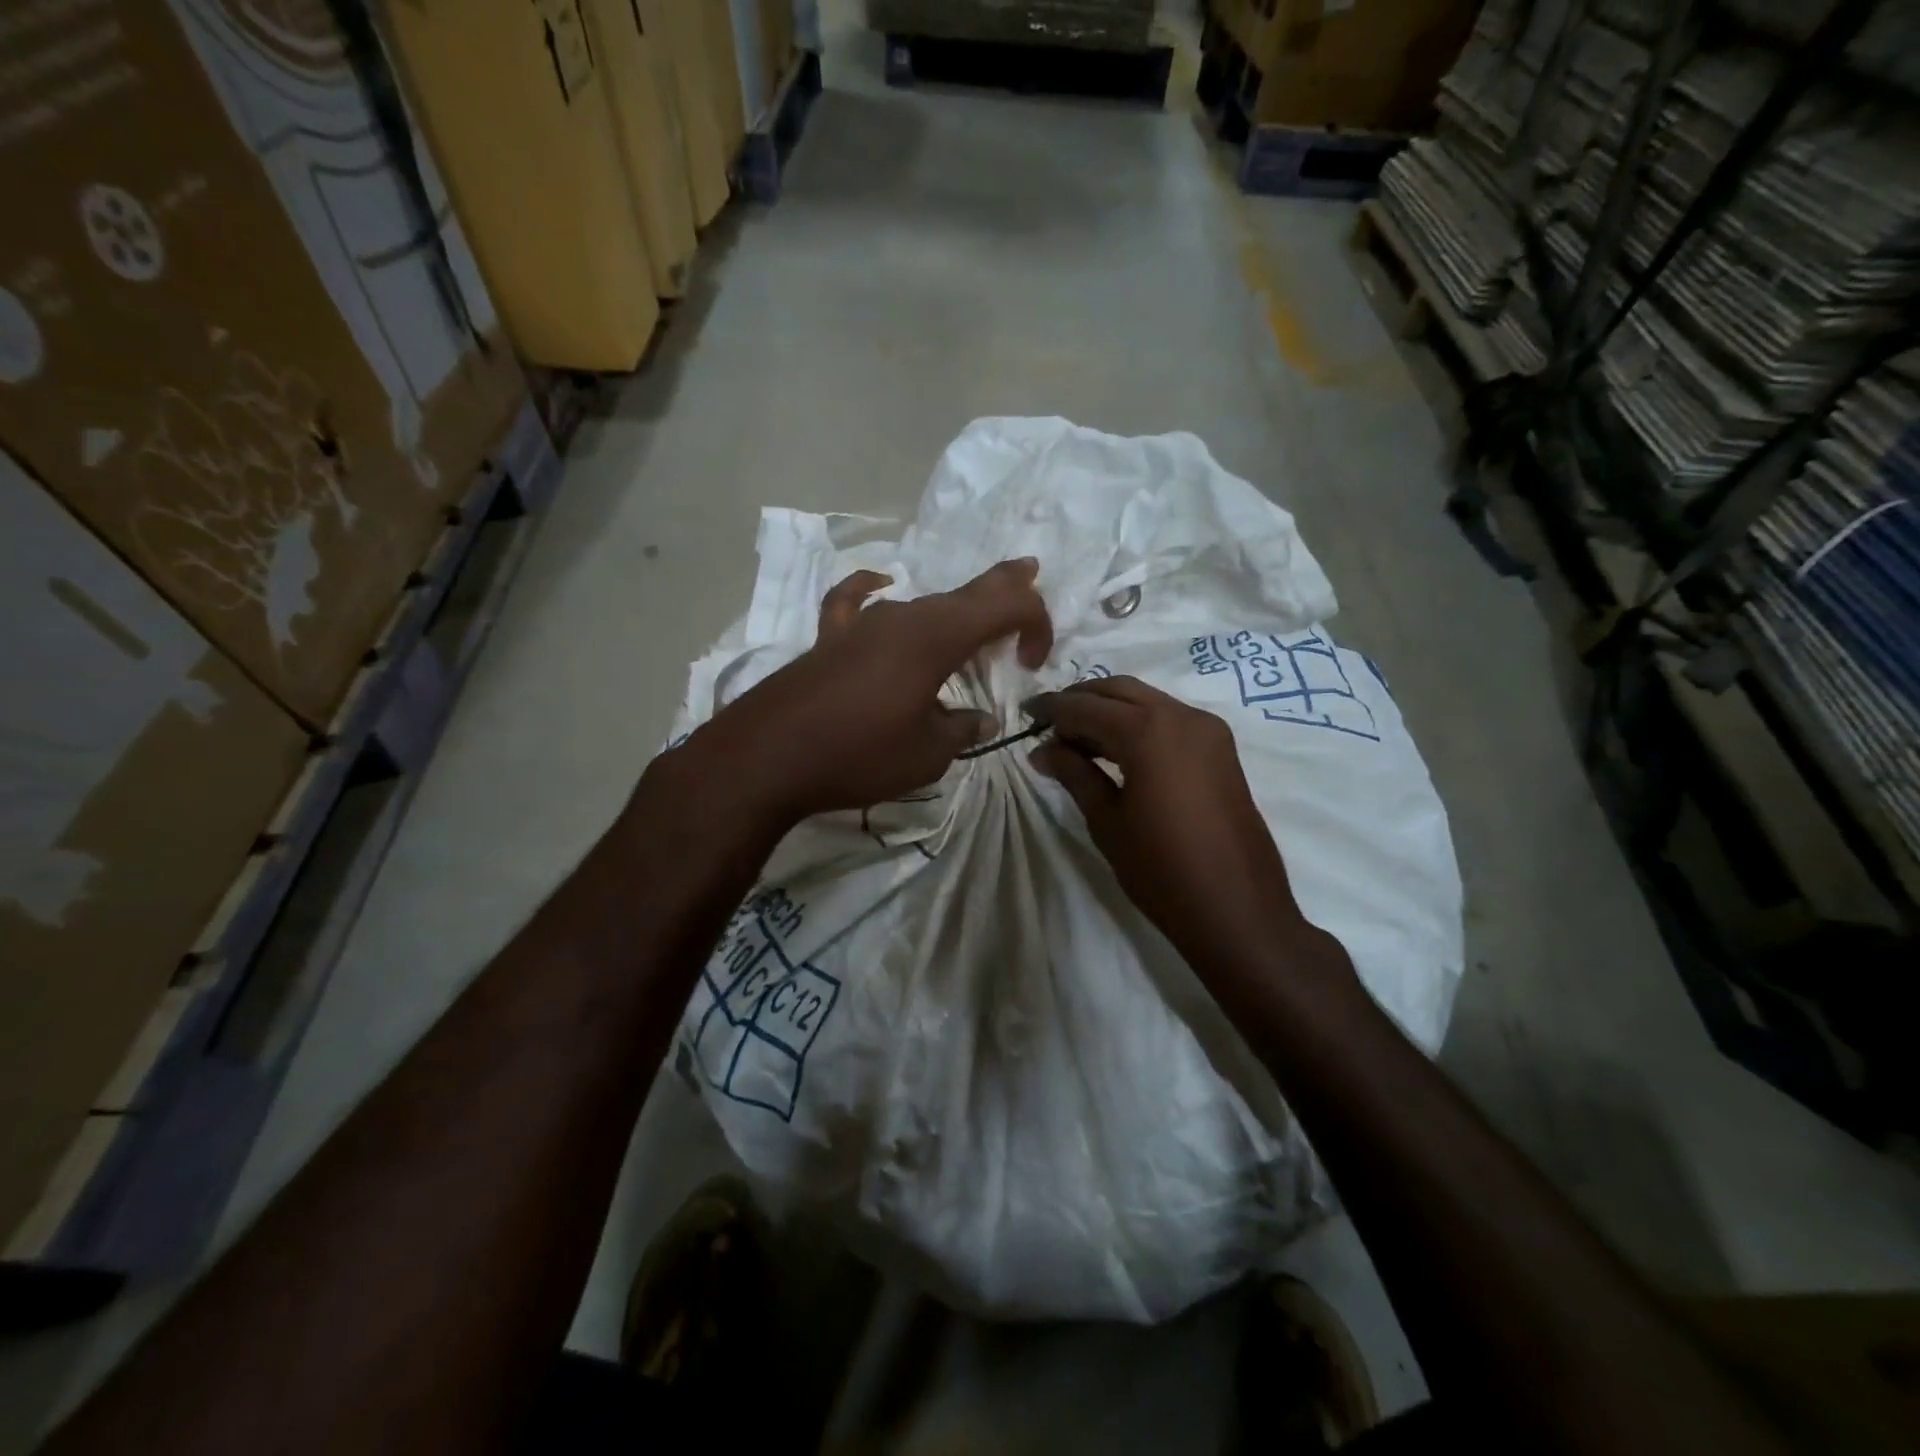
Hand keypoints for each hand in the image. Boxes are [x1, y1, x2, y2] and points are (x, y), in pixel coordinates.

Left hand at [688, 558, 1052, 824]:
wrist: (768, 757)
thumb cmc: (859, 755)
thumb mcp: (928, 754)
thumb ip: (962, 729)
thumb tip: (981, 720)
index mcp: (937, 637)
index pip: (1005, 606)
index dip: (1034, 622)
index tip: (1032, 663)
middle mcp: (903, 616)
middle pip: (965, 592)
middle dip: (1003, 588)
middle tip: (1029, 573)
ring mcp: (862, 623)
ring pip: (921, 601)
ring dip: (953, 604)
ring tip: (971, 604)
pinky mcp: (830, 638)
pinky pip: (856, 600)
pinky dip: (872, 589)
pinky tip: (880, 582)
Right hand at [1028, 677, 1319, 967]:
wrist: (1236, 908)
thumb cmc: (1161, 869)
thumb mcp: (1107, 820)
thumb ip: (1075, 774)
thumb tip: (1043, 750)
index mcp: (1148, 731)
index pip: (1086, 706)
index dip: (1051, 708)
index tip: (1025, 714)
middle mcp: (1181, 716)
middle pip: (1119, 691)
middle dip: (1080, 700)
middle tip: (1049, 724)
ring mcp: (1207, 730)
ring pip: (1146, 701)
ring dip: (1109, 710)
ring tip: (1075, 740)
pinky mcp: (1220, 749)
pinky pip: (1169, 719)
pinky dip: (1138, 723)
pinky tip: (1115, 749)